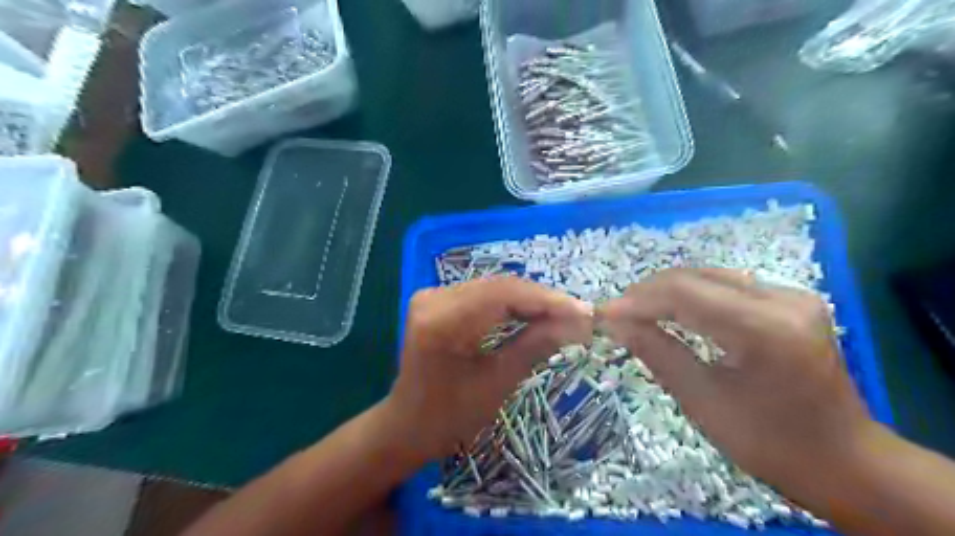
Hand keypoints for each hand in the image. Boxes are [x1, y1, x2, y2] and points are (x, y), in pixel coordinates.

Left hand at [386, 276, 593, 460]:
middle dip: (541, 300)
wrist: (408, 424)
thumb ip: (535, 345)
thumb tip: (577, 322)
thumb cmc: (450, 416)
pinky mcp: (437, 300)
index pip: (503, 295)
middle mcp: (433, 298)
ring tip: (563, 315)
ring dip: (529, 300)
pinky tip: (533, 314)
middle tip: (578, 315)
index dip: (546, 300)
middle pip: (499, 287)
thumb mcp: (497, 383)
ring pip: (493, 288)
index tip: (583, 312)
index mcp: (442, 321)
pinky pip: (482, 295)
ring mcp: (432, 296)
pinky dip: (510, 304)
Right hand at [598, 271, 874, 494]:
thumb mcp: (703, 401)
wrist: (844, 459)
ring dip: (668, 290)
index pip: (684, 292)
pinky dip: (692, 294)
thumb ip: (657, 352)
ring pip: (709, 275)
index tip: (604, 313)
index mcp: (765, 330)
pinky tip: (673, 310)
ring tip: (638, 311)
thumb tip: (614, 322)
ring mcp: (792, 295)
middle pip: (696, 276)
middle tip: (618, 313)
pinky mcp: (791, 299)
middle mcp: (784, 299)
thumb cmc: (770, 442)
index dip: (638, 299)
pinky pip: (727, 285)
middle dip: (649, 292)